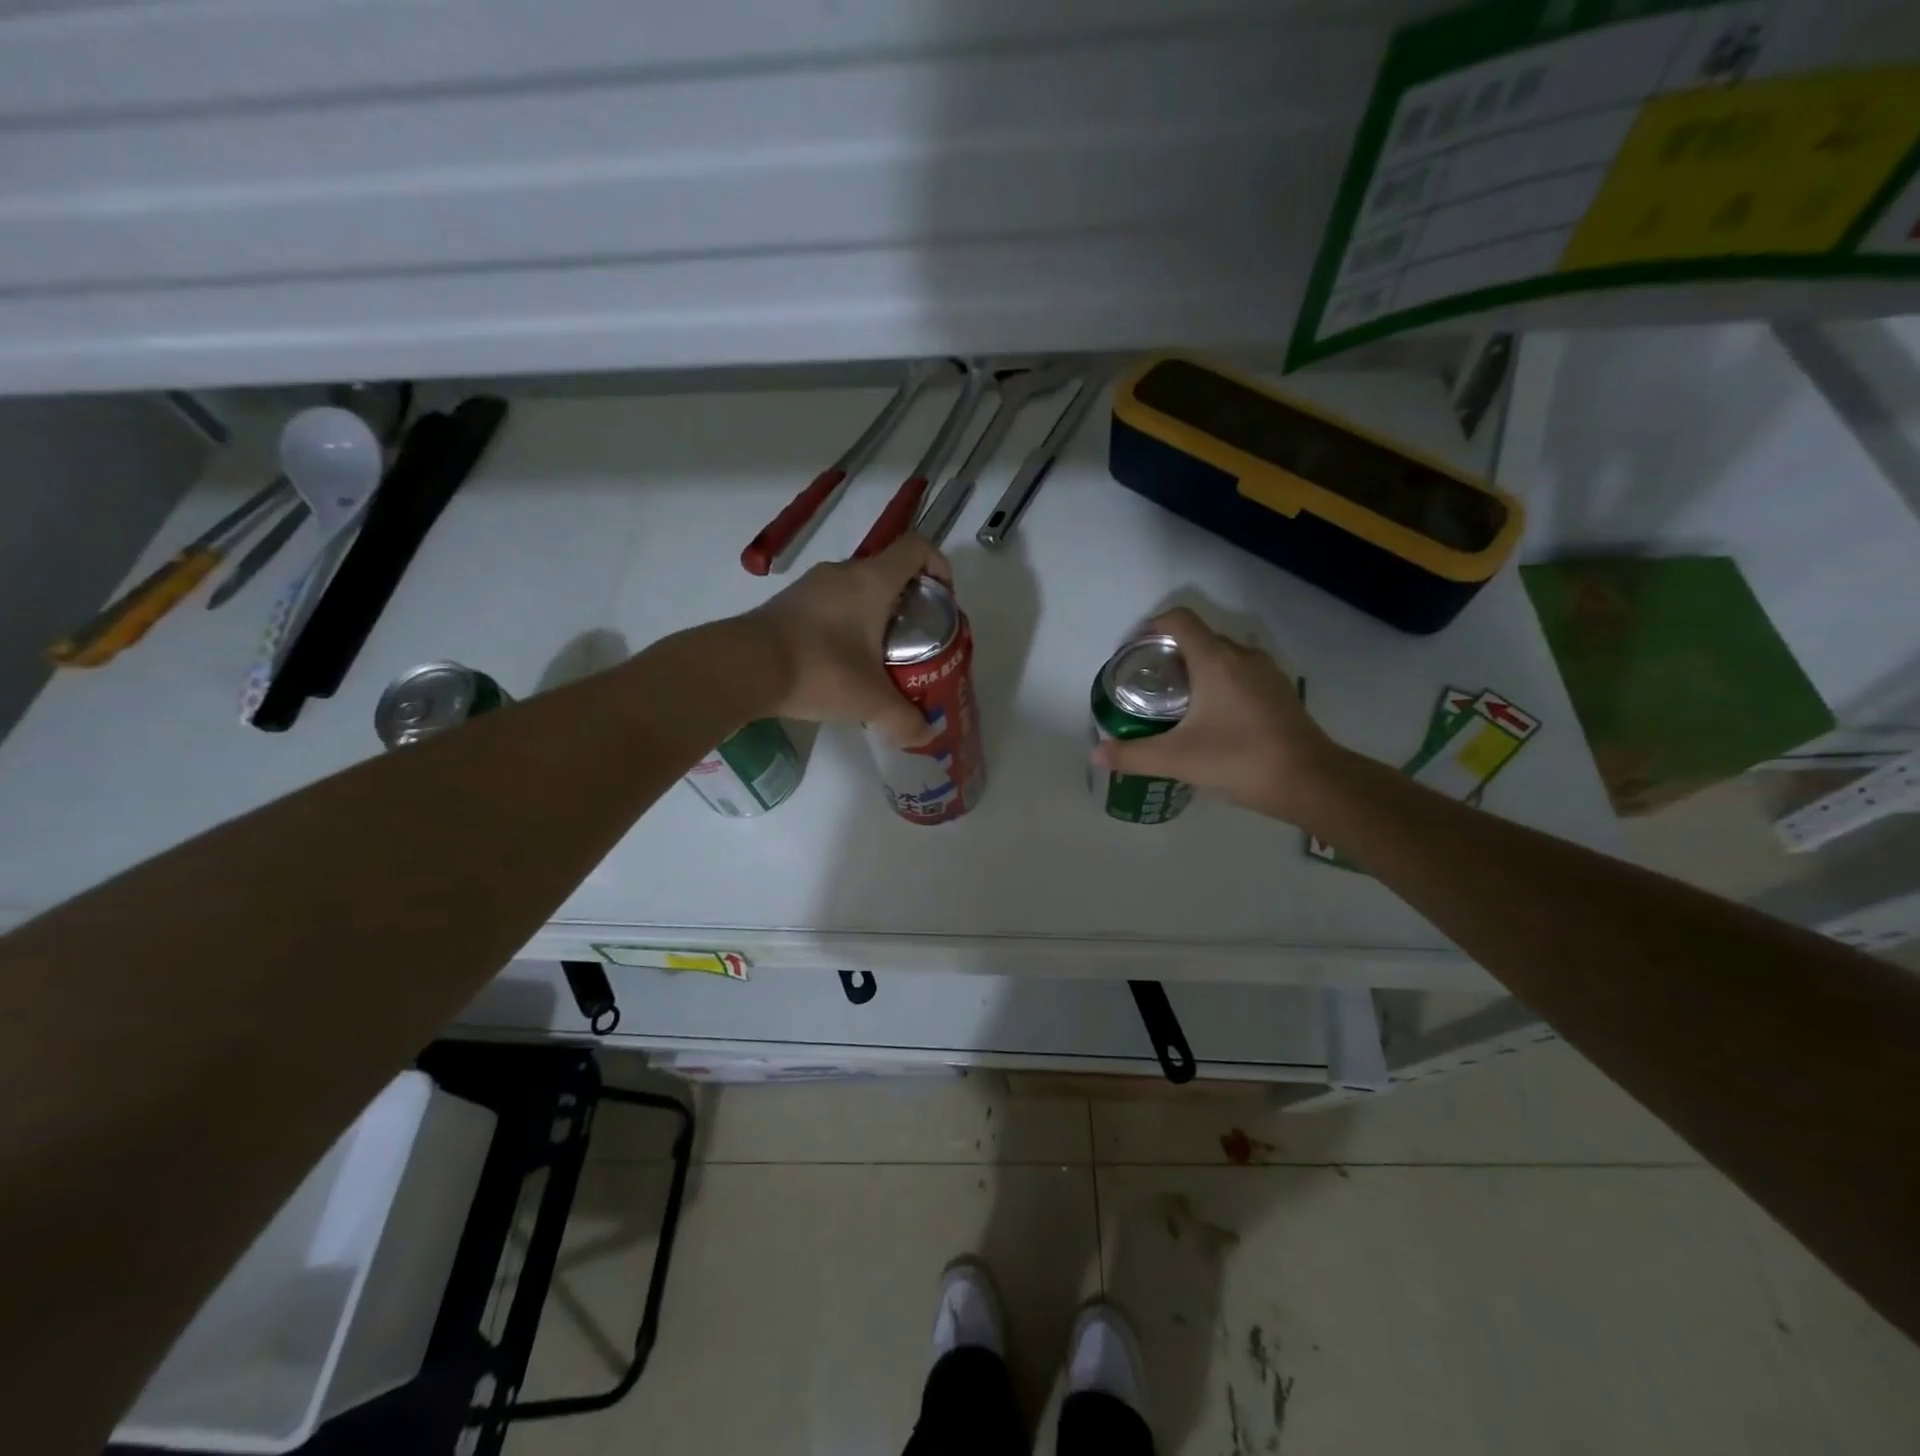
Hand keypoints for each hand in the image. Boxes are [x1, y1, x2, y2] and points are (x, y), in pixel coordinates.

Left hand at [742, 533, 947, 744]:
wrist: (744, 667)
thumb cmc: (819, 670)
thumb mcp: (870, 701)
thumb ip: (904, 719)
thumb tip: (925, 735)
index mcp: (872, 581)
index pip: (917, 548)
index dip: (938, 566)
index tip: (944, 599)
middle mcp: (843, 573)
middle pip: (888, 571)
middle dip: (909, 601)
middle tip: (916, 639)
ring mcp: (811, 586)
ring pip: (857, 589)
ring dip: (874, 614)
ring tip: (880, 655)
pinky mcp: (788, 603)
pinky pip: (830, 604)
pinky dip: (845, 623)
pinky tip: (841, 661)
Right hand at [1089, 607, 1339, 822]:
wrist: (1311, 781)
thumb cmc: (1239, 759)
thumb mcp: (1177, 759)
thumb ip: (1132, 755)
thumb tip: (1096, 755)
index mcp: (1216, 660)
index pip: (1178, 620)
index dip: (1150, 627)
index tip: (1132, 653)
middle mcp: (1242, 656)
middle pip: (1198, 638)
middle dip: (1169, 654)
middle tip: (1147, 685)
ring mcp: (1267, 672)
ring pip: (1222, 657)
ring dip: (1196, 669)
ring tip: (1175, 702)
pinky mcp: (1280, 692)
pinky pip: (1241, 674)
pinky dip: (1219, 683)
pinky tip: (1211, 718)